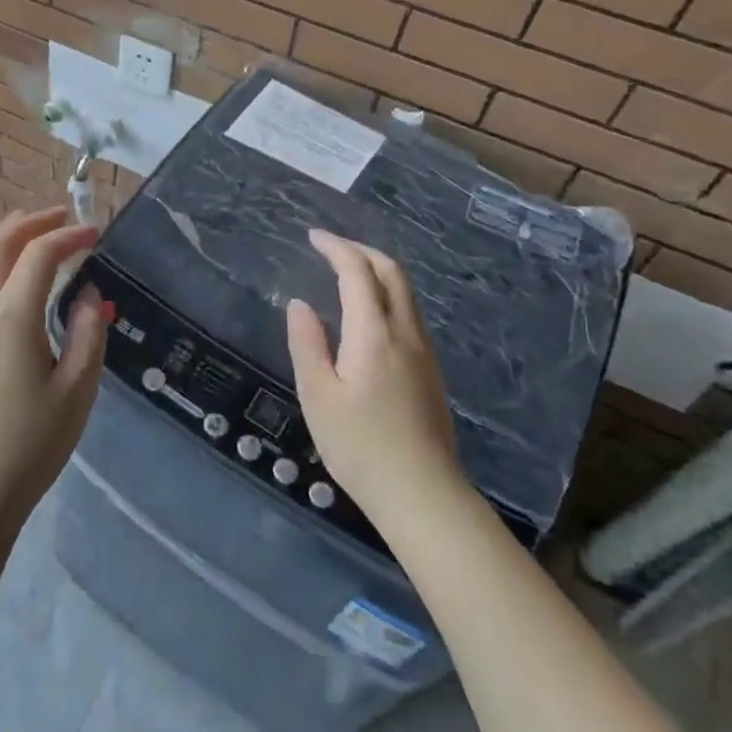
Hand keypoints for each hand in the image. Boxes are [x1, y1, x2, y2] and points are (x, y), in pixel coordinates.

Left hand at [0, 208, 107, 547]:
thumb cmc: (29, 445)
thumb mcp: (76, 391)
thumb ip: (89, 333)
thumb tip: (89, 293)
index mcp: (11, 315)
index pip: (40, 253)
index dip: (70, 235)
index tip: (96, 234)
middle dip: (32, 221)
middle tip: (63, 216)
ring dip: (3, 234)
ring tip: (31, 229)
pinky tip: (1, 272)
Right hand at [285, 229, 461, 523]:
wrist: (423, 495)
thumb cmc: (360, 447)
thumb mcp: (318, 396)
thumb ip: (307, 343)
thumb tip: (300, 304)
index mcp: (374, 333)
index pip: (358, 272)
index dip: (336, 247)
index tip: (313, 236)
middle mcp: (405, 332)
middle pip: (392, 272)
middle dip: (361, 250)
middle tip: (331, 248)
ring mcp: (424, 351)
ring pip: (405, 292)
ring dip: (377, 271)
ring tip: (347, 274)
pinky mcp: (431, 371)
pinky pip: (409, 313)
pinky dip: (387, 294)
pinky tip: (368, 314)